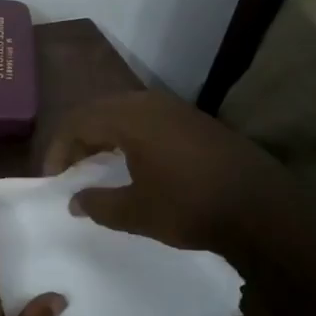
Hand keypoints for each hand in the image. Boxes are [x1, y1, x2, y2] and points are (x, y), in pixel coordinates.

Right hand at [44, 91, 263, 253]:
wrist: (262, 208)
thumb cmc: (190, 207)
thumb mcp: (137, 212)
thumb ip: (99, 204)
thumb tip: (76, 200)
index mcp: (130, 118)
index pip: (78, 122)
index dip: (58, 148)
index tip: (53, 178)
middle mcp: (150, 103)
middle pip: (99, 110)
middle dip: (79, 138)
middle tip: (70, 168)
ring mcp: (176, 109)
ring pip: (125, 112)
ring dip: (105, 135)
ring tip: (97, 164)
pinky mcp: (195, 121)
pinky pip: (148, 118)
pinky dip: (130, 135)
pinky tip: (134, 161)